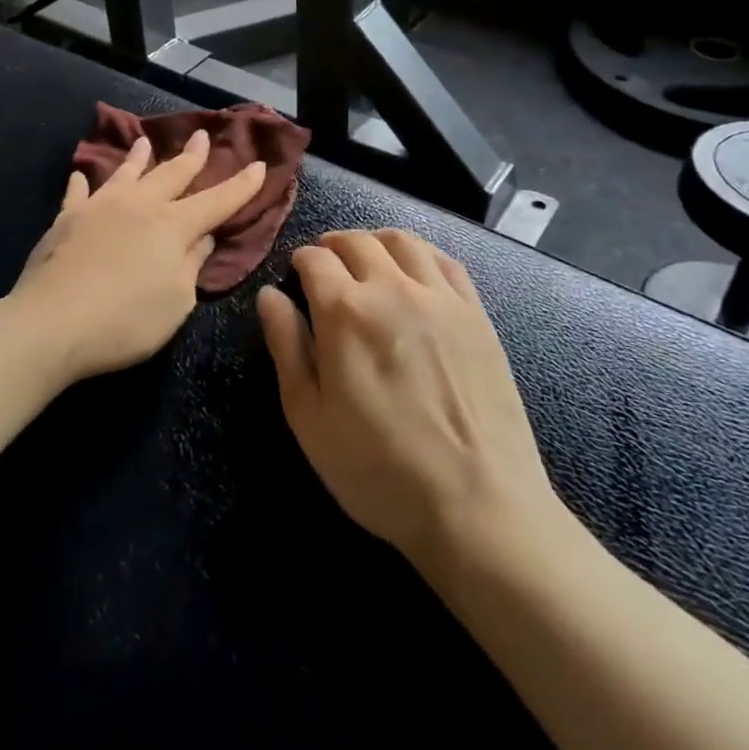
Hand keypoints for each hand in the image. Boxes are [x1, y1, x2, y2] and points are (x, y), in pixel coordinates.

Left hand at [11, 132, 266, 385]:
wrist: (52, 322)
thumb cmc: (125, 321)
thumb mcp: (176, 302)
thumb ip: (192, 265)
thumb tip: (203, 236)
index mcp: (173, 226)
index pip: (217, 201)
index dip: (241, 185)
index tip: (259, 165)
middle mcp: (139, 205)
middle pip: (171, 174)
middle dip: (191, 156)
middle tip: (202, 136)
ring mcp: (100, 207)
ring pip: (125, 173)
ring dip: (139, 157)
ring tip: (145, 141)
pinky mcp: (67, 219)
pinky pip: (78, 193)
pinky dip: (83, 182)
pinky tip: (81, 174)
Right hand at [258, 229, 564, 573]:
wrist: (479, 507)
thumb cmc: (378, 470)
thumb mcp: (309, 417)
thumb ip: (286, 347)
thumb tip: (269, 295)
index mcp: (344, 312)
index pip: (314, 259)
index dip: (299, 261)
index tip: (296, 277)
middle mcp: (392, 289)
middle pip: (356, 241)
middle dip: (332, 245)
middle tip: (325, 266)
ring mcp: (440, 298)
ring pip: (402, 242)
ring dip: (374, 242)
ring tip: (366, 260)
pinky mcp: (476, 314)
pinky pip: (445, 261)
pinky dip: (420, 253)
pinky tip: (414, 271)